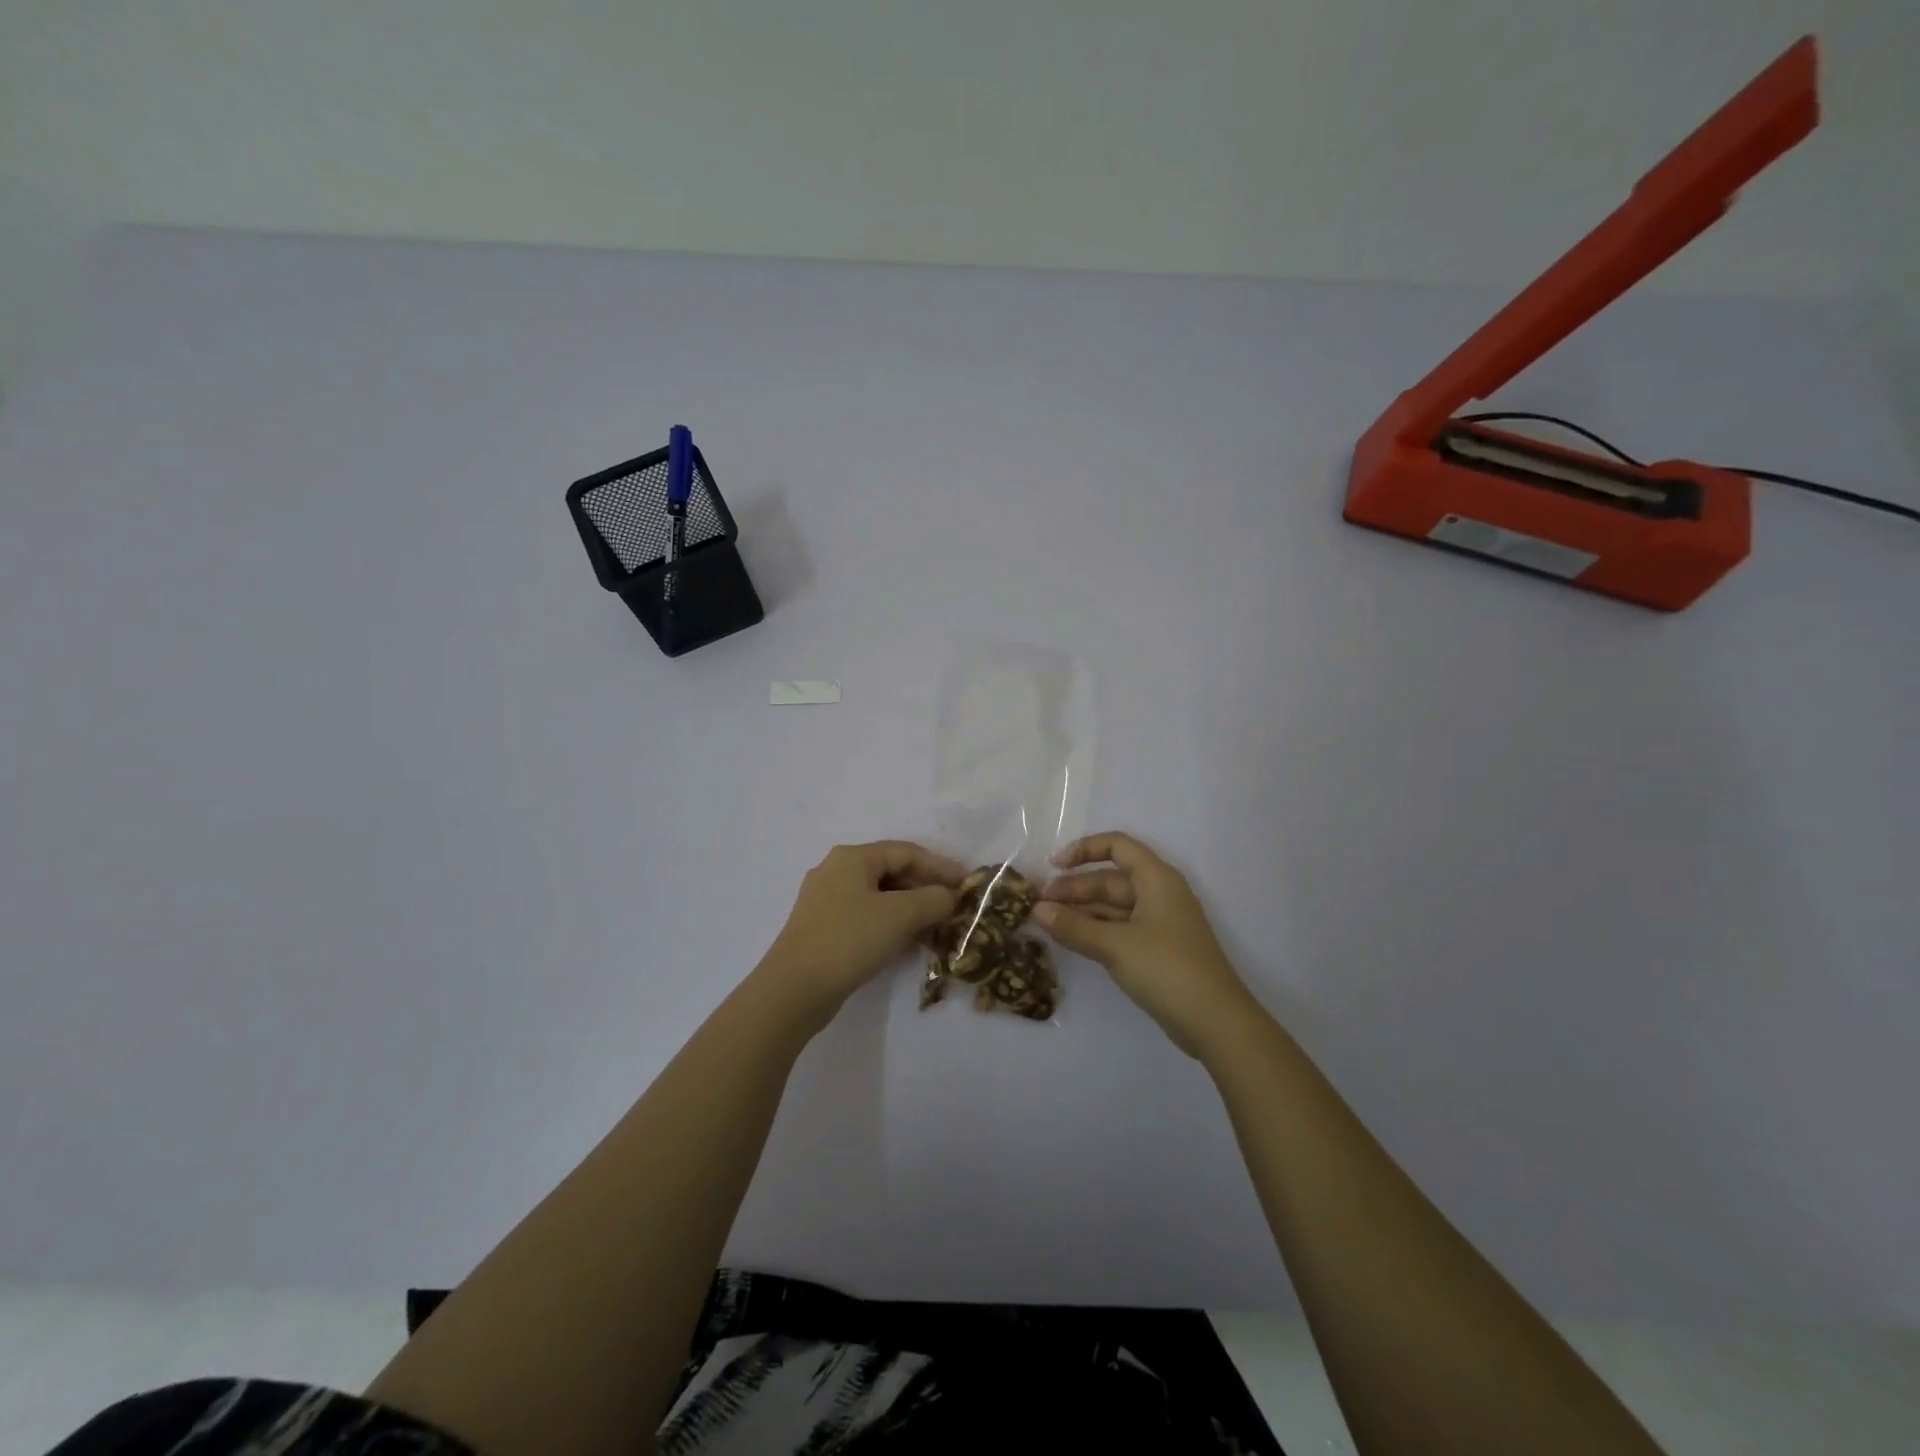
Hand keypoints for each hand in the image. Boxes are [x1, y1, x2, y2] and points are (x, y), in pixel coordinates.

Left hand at [761, 841, 963, 1022]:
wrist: (794, 989)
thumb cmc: (850, 939)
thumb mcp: (901, 915)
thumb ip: (933, 900)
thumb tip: (950, 896)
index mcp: (853, 857)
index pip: (907, 852)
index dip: (941, 866)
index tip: (968, 884)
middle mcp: (837, 870)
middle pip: (893, 872)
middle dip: (927, 889)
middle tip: (955, 908)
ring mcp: (826, 901)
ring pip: (880, 897)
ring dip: (912, 909)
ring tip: (939, 928)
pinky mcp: (823, 928)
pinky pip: (867, 916)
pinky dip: (892, 924)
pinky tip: (910, 943)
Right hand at [1037, 832, 1254, 1057]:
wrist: (1215, 1022)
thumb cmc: (1167, 969)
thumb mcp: (1115, 945)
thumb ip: (1074, 926)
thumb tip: (1037, 910)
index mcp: (1156, 879)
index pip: (1117, 846)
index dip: (1084, 849)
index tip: (1053, 865)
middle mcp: (1159, 894)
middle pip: (1111, 879)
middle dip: (1074, 888)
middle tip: (1038, 904)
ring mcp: (1159, 923)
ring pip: (1113, 906)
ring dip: (1081, 911)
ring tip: (1046, 921)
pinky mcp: (1157, 949)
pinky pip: (1119, 928)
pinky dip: (1095, 930)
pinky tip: (1070, 939)